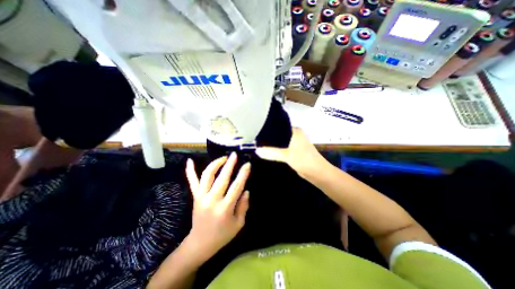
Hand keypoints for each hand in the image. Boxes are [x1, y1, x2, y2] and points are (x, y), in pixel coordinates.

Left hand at [184, 152, 250, 260]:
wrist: (200, 244)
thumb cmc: (222, 235)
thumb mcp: (238, 224)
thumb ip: (243, 206)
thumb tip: (245, 191)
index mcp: (225, 209)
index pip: (236, 187)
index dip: (243, 174)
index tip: (247, 164)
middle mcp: (212, 200)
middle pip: (222, 178)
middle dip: (229, 165)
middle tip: (234, 155)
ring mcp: (201, 197)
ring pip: (207, 176)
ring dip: (215, 164)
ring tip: (223, 158)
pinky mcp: (195, 197)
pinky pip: (192, 182)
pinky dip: (189, 171)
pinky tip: (189, 160)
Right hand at [254, 127, 323, 176]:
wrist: (318, 173)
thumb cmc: (304, 160)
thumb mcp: (286, 155)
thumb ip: (271, 152)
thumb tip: (256, 151)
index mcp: (295, 131)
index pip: (279, 126)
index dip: (268, 129)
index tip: (257, 132)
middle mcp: (295, 135)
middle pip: (279, 135)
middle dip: (269, 138)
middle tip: (256, 140)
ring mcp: (295, 143)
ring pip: (280, 142)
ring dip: (272, 145)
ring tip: (259, 145)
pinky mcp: (294, 151)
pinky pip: (283, 149)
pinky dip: (276, 151)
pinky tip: (268, 152)